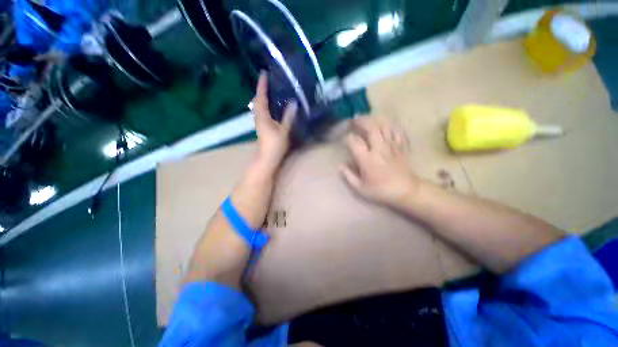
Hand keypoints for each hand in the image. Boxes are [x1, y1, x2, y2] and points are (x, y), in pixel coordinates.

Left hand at [251, 72, 296, 176]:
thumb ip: (289, 117)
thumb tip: (294, 103)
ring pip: (258, 106)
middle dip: (261, 90)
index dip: (262, 85)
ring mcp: (259, 122)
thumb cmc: (275, 145)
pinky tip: (271, 106)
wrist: (267, 158)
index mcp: (262, 116)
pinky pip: (261, 112)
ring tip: (270, 91)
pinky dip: (265, 105)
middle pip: (257, 100)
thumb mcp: (284, 130)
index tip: (264, 73)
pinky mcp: (261, 127)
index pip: (261, 97)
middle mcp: (258, 117)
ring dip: (262, 97)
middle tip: (268, 81)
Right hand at [339, 117, 418, 206]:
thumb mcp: (360, 188)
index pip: (353, 141)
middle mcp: (378, 148)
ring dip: (375, 120)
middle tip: (355, 119)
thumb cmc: (380, 190)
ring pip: (384, 125)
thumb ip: (348, 176)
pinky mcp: (401, 146)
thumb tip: (339, 166)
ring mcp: (392, 145)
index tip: (346, 139)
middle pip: (370, 127)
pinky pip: (397, 130)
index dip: (348, 138)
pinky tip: (386, 124)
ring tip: (368, 118)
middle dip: (361, 121)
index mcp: (366, 158)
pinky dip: (391, 125)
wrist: (405, 191)